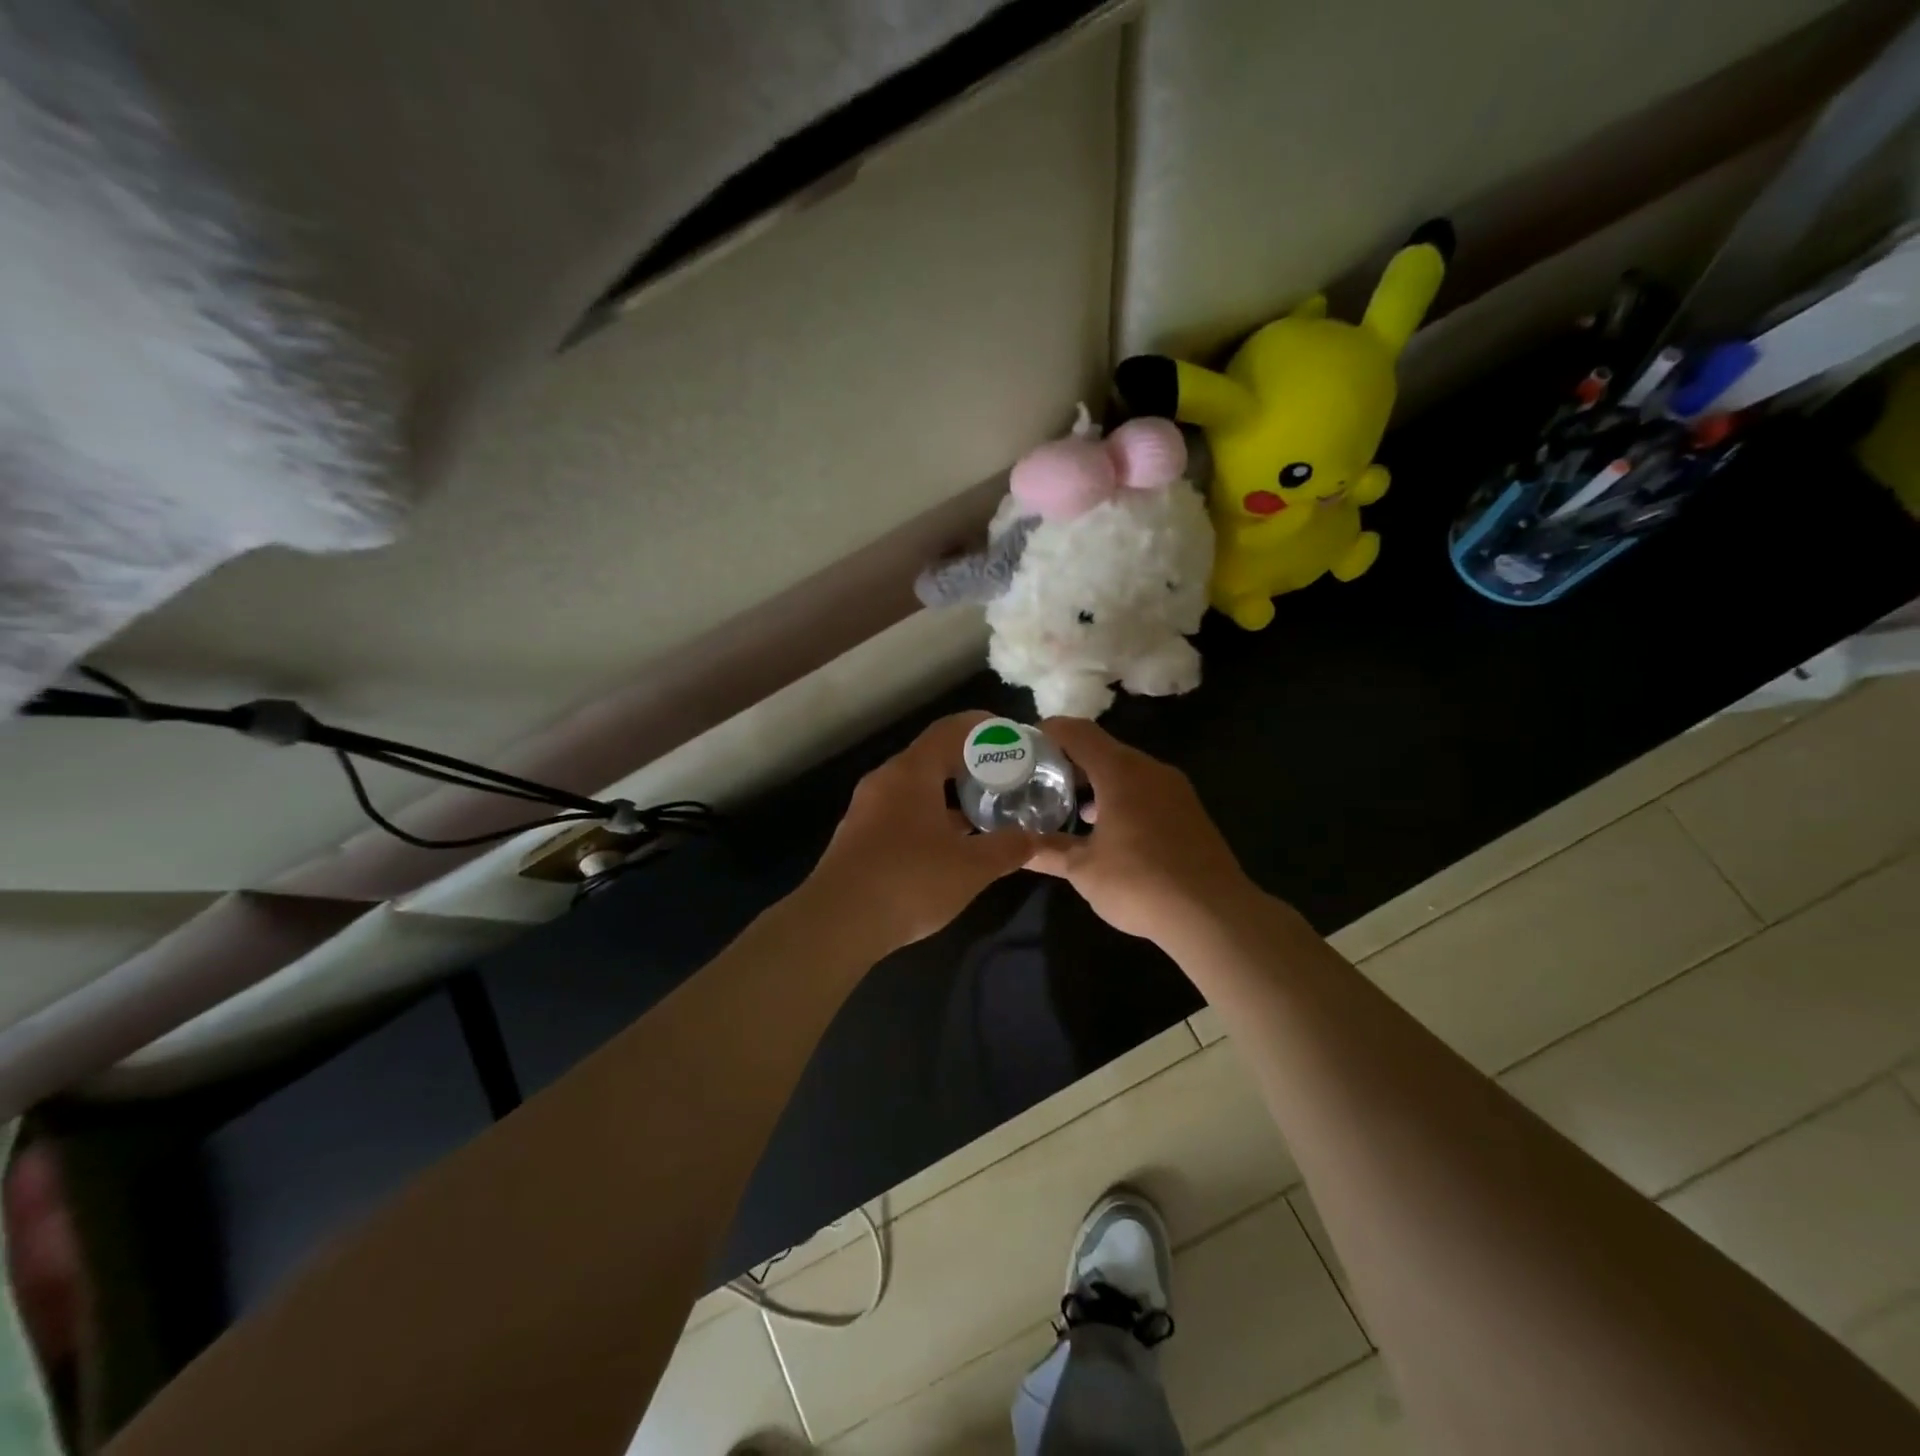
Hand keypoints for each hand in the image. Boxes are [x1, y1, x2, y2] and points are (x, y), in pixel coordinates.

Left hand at [804, 712, 1036, 954]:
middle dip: (970, 764)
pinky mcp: (859, 837)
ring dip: (950, 794)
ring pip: (916, 787)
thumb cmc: (909, 882)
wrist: (836, 923)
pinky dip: (930, 815)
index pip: (949, 731)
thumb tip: (1034, 838)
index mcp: (911, 772)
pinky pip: (902, 812)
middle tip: (1005, 777)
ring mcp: (867, 809)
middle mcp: (885, 781)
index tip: (1011, 738)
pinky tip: (950, 844)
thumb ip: (1007, 848)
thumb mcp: (970, 867)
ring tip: (984, 810)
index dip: (982, 728)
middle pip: (932, 757)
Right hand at [1027, 717, 1261, 946]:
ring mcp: (1174, 789)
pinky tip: (1105, 828)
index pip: (1077, 732)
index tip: (1023, 747)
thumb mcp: (1083, 869)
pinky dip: (1119, 796)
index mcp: (1120, 771)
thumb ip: (1048, 851)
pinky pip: (1145, 789)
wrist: (1214, 914)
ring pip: (1125, 770)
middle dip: (1068, 761)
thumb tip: (1017, 848)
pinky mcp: (1189, 810)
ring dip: (1095, 781)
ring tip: (1066, 806)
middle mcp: (1149, 769)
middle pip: (1102, 748)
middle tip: (1038, 780)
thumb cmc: (1140, 883)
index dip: (1048, 732)